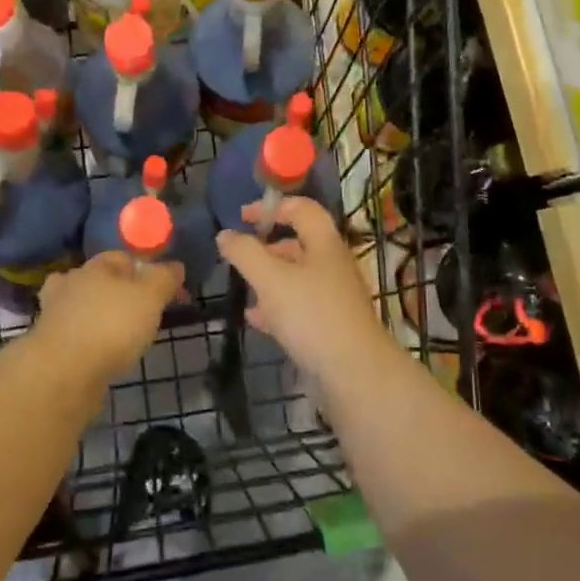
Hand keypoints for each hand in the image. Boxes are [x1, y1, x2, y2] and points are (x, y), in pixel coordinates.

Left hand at [35, 250, 183, 380]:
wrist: (63, 373)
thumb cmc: (111, 326)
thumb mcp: (150, 297)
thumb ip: (164, 278)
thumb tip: (175, 266)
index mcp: (94, 266)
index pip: (122, 257)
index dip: (145, 269)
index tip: (163, 290)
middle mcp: (70, 283)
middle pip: (100, 280)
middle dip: (120, 292)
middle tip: (143, 313)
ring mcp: (54, 314)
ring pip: (84, 307)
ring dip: (100, 316)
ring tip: (123, 335)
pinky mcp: (48, 344)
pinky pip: (75, 334)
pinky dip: (89, 339)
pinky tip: (102, 353)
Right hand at [216, 196, 388, 375]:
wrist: (354, 374)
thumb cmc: (311, 315)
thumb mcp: (270, 279)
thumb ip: (245, 253)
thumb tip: (225, 234)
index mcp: (324, 244)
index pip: (302, 209)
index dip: (272, 207)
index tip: (242, 217)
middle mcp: (333, 265)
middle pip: (299, 243)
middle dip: (267, 247)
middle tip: (240, 257)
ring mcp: (334, 297)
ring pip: (297, 277)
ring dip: (270, 279)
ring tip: (244, 288)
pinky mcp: (331, 325)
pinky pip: (300, 306)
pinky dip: (277, 307)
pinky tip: (256, 320)